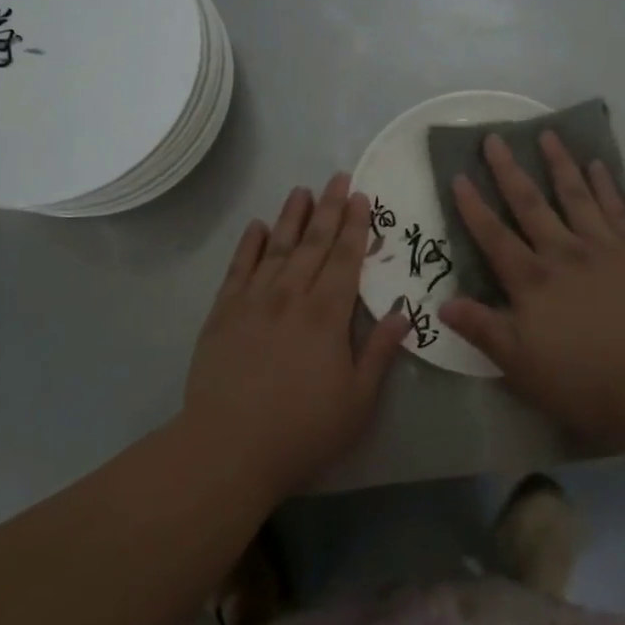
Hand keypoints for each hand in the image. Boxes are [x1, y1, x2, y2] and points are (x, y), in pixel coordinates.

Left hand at [183, 175, 410, 501]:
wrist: (227, 448)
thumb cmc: (302, 430)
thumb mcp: (357, 401)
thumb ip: (379, 352)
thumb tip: (402, 312)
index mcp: (327, 314)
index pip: (346, 258)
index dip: (356, 225)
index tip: (361, 197)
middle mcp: (291, 295)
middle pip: (314, 243)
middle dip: (329, 208)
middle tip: (338, 177)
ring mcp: (253, 300)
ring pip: (276, 247)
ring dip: (291, 217)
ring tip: (301, 190)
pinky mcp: (222, 313)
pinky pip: (238, 268)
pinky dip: (248, 245)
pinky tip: (256, 227)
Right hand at [439, 132, 624, 438]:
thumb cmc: (587, 378)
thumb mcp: (522, 364)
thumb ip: (483, 329)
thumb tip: (443, 301)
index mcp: (533, 280)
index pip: (494, 236)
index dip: (474, 207)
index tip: (459, 176)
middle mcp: (565, 253)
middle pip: (531, 204)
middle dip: (510, 170)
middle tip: (495, 138)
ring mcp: (606, 247)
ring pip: (577, 196)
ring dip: (560, 164)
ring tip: (549, 135)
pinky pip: (620, 209)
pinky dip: (608, 186)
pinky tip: (600, 167)